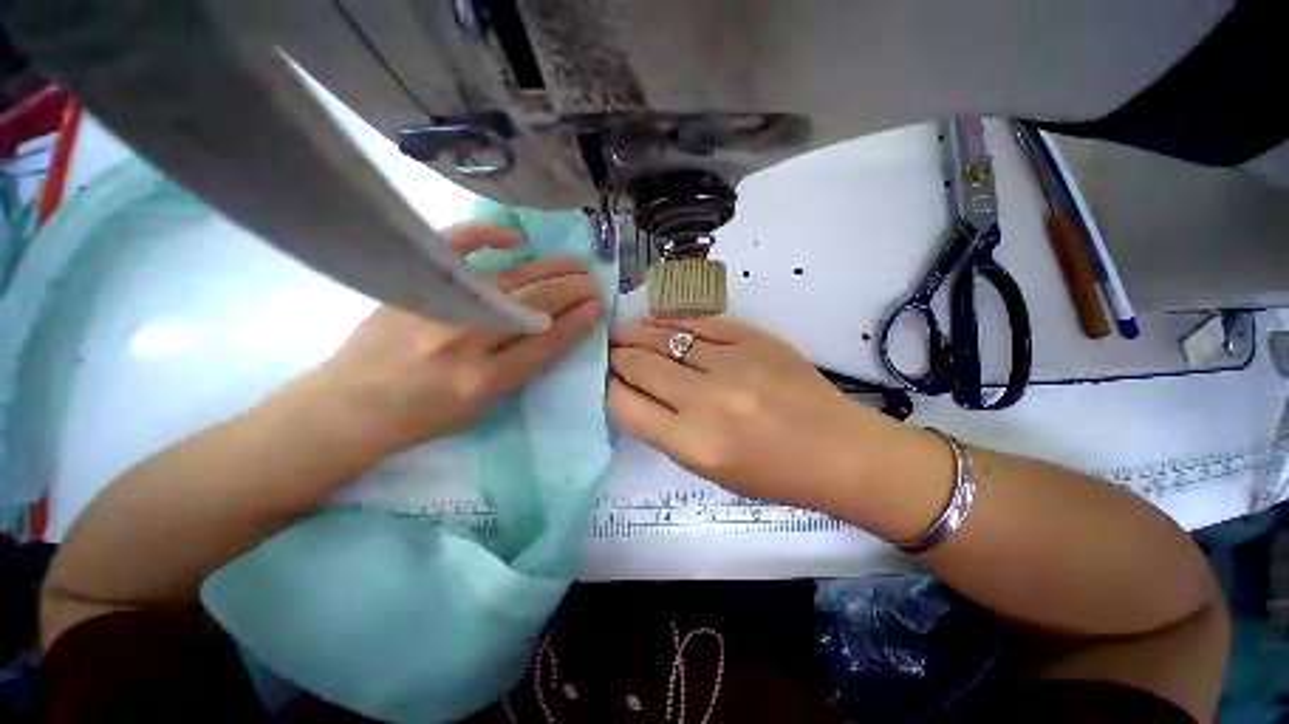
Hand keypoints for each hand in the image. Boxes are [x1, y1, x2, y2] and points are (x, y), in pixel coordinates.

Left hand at [301, 224, 603, 457]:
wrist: (350, 407)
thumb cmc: (422, 417)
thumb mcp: (482, 410)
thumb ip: (517, 373)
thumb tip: (548, 334)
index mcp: (484, 379)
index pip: (545, 343)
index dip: (576, 322)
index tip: (597, 306)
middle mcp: (466, 341)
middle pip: (533, 307)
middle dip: (571, 292)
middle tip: (593, 281)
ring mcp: (439, 308)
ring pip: (509, 280)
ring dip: (549, 269)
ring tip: (576, 264)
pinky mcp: (413, 287)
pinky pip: (453, 250)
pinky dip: (484, 236)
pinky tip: (515, 238)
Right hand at [609, 318, 905, 507]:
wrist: (838, 451)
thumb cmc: (771, 474)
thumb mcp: (707, 468)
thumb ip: (665, 429)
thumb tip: (634, 393)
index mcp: (693, 443)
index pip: (625, 405)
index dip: (609, 388)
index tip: (607, 380)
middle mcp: (707, 400)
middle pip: (640, 365)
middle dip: (618, 356)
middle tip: (610, 350)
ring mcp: (733, 363)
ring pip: (665, 338)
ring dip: (638, 333)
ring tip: (623, 331)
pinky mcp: (754, 339)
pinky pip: (700, 323)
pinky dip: (673, 322)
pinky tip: (658, 321)